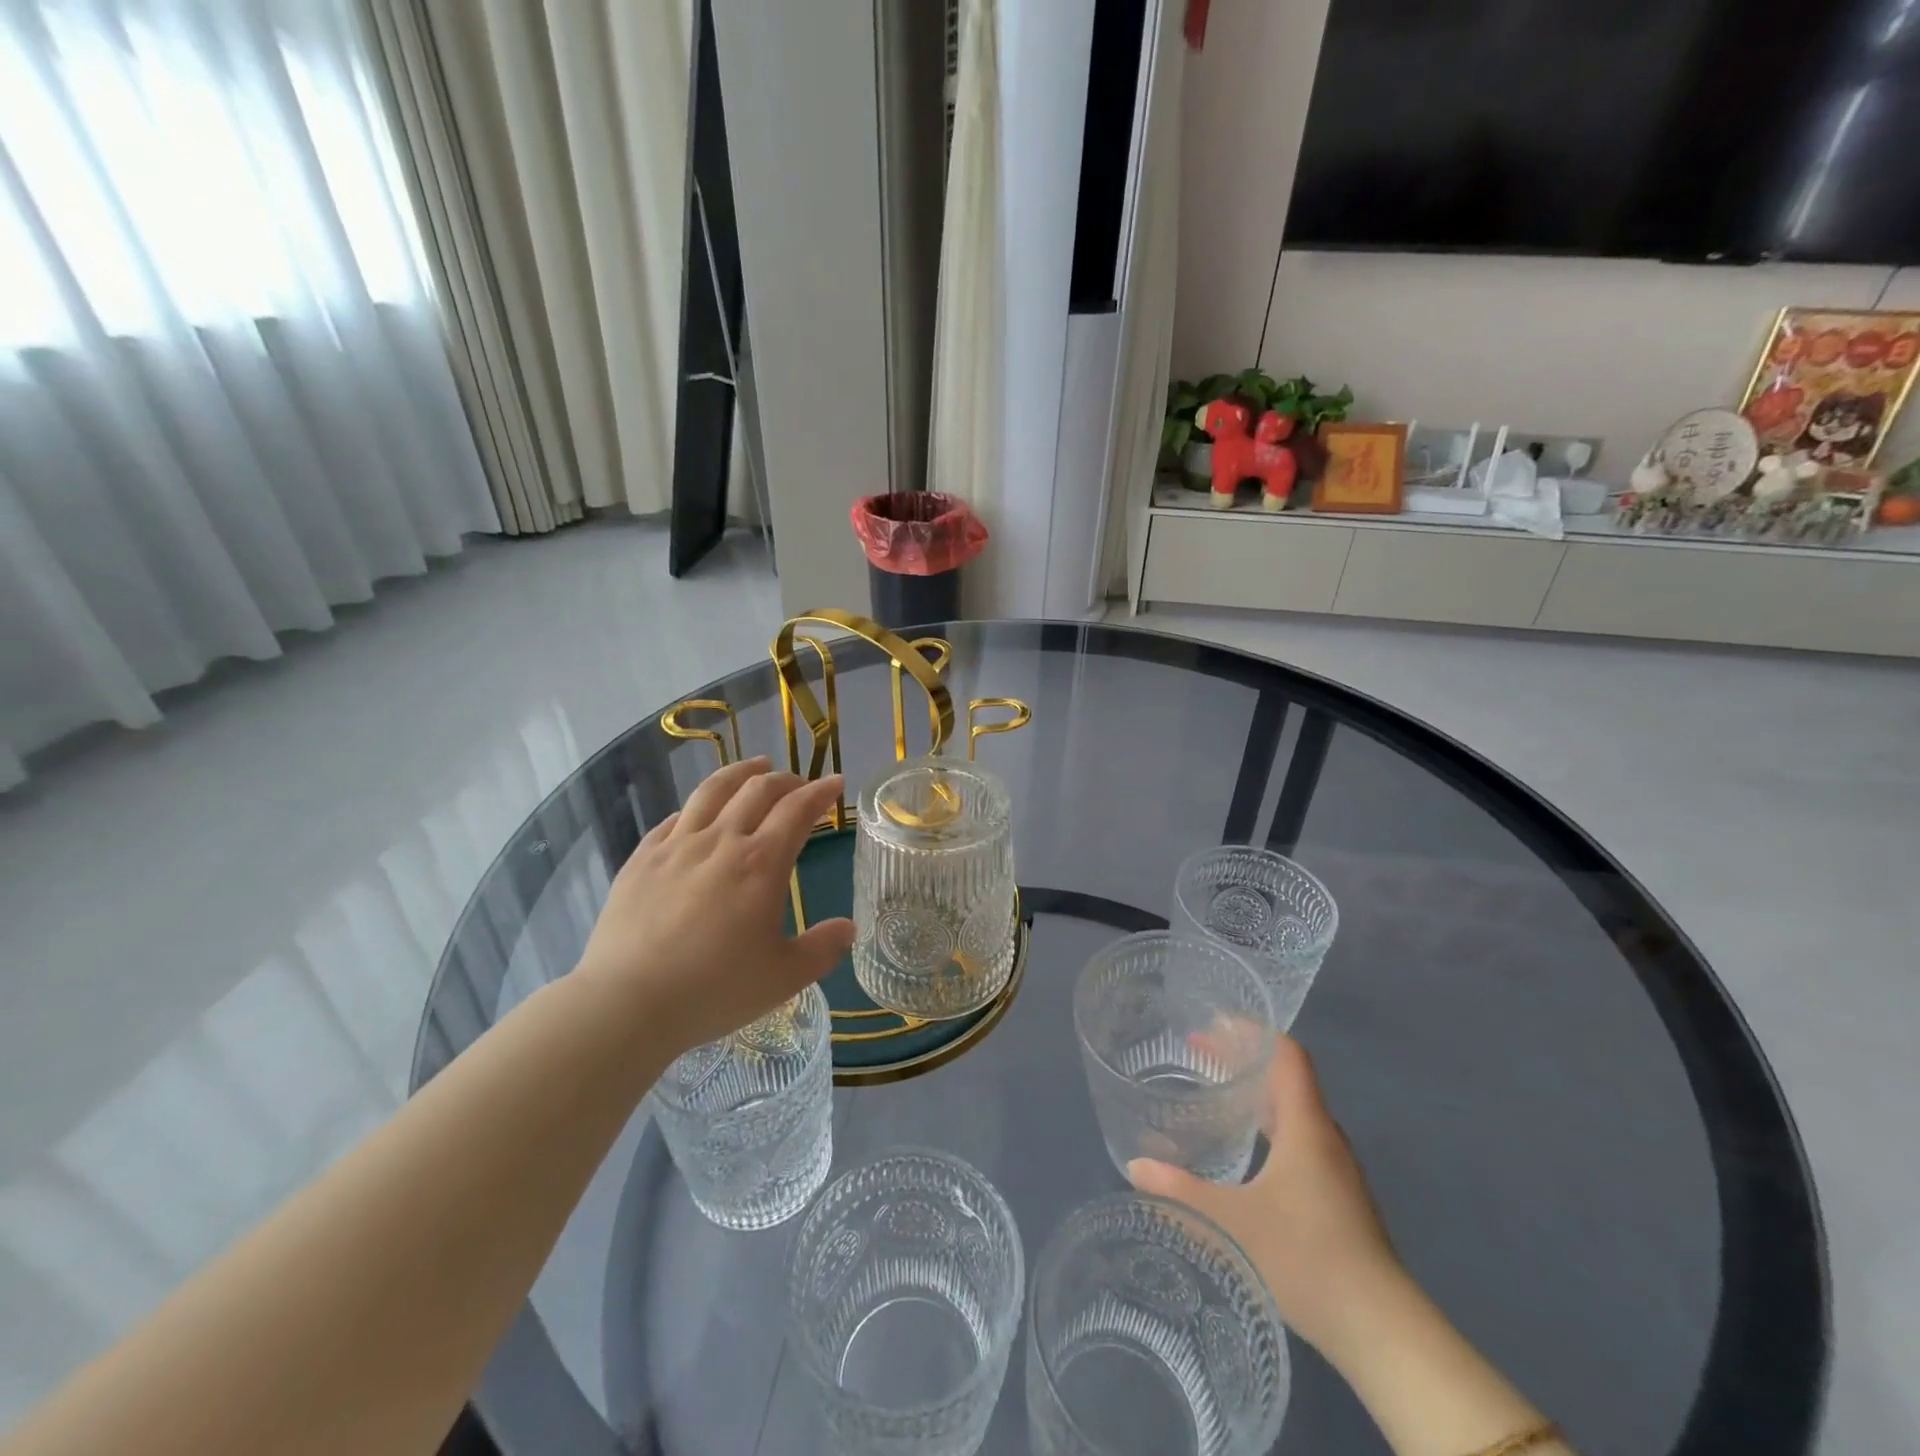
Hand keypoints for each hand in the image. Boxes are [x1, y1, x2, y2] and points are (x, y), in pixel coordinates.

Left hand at [576, 758, 854, 1055]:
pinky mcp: (642, 859)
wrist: (627, 1003)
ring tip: (755, 766)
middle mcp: (721, 841)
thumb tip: (849, 928)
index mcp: (761, 863)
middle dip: (786, 779)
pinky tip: (699, 812)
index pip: (797, 810)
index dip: (820, 792)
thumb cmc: (714, 989)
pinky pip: (675, 818)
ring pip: (713, 790)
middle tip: (800, 784)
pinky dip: (698, 806)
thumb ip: (822, 949)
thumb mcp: (783, 977)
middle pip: (757, 790)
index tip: (835, 782)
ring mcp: (677, 846)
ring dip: (741, 772)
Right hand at [1128, 1034, 1406, 1364]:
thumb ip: (1181, 1191)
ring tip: (1215, 1093)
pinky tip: (1244, 1151)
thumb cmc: (1307, 1258)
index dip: (1252, 1030)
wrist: (1382, 1333)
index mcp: (1307, 1126)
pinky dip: (1267, 1126)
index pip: (1287, 1054)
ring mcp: (1335, 1170)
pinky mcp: (1337, 1199)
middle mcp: (1325, 1137)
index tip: (1211, 1022)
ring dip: (1255, 1094)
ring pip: (1293, 1111)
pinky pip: (1298, 1139)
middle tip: (1196, 1054)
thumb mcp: (1232, 1222)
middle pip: (1285, 1078)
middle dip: (1242, 1059)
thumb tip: (1135, 1167)